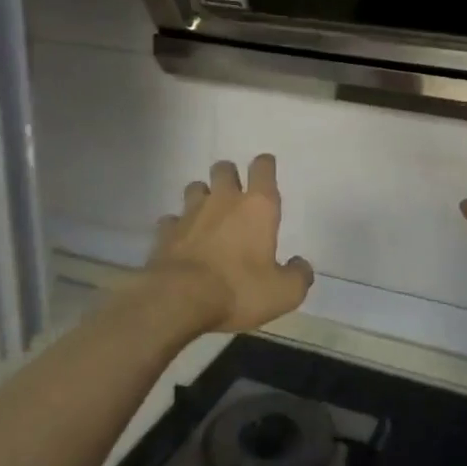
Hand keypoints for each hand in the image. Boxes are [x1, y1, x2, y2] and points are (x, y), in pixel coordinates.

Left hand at [147, 155, 314, 332]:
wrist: (180, 300)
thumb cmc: (239, 290)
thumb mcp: (283, 293)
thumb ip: (298, 276)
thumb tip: (301, 266)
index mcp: (258, 207)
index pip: (263, 169)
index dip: (265, 165)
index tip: (266, 167)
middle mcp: (223, 200)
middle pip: (224, 169)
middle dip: (230, 175)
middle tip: (235, 192)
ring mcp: (190, 213)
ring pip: (195, 188)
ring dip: (202, 195)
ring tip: (207, 213)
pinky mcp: (165, 232)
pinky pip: (171, 220)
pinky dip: (176, 226)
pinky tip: (180, 239)